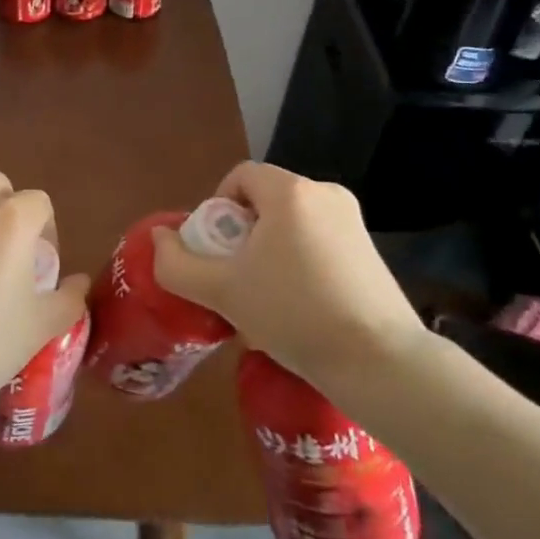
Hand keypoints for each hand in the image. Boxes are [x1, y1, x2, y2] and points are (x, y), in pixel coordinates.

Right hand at [149, 162, 425, 387]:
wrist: (379, 362)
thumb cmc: (293, 313)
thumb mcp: (222, 291)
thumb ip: (177, 263)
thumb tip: (159, 237)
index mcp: (290, 192)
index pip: (240, 176)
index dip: (217, 207)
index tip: (217, 250)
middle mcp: (325, 194)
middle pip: (265, 199)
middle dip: (242, 232)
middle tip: (236, 276)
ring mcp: (354, 222)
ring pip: (292, 222)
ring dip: (270, 249)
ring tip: (267, 297)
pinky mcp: (371, 251)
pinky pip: (319, 241)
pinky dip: (300, 261)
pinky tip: (300, 306)